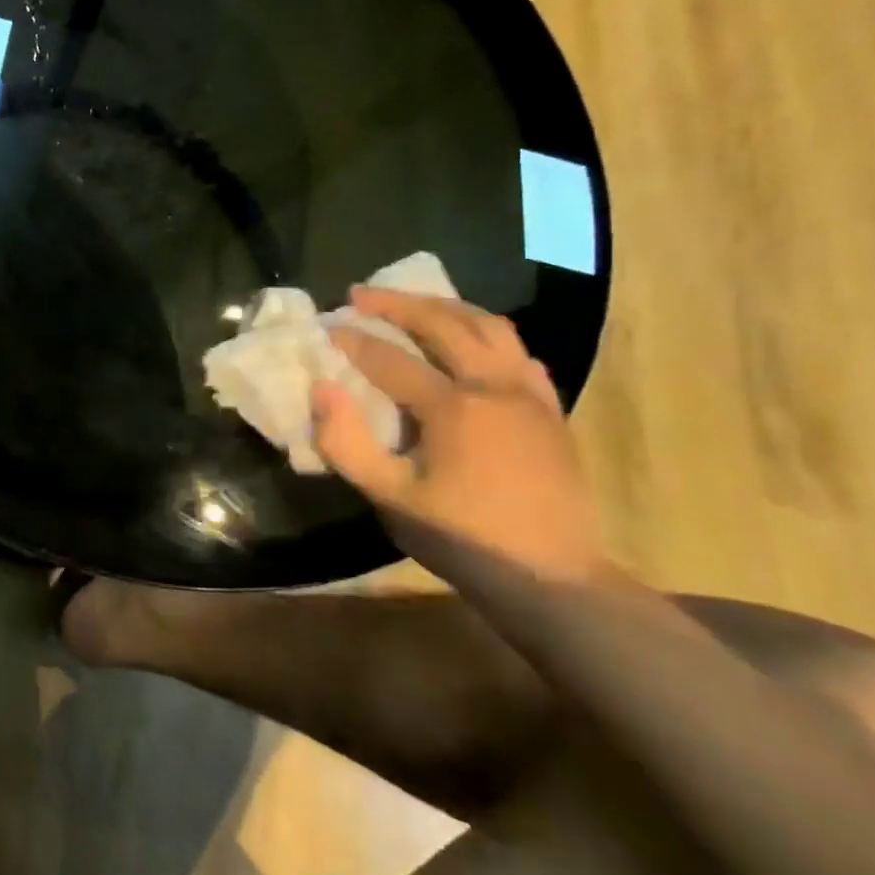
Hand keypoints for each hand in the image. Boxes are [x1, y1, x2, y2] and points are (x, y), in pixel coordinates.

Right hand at [313, 289, 608, 588]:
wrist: (552, 579)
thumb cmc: (463, 538)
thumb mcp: (389, 498)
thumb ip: (345, 443)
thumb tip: (321, 389)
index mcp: (453, 407)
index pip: (390, 359)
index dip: (352, 342)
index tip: (324, 328)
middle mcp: (494, 386)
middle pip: (443, 323)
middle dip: (396, 304)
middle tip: (359, 296)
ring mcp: (529, 394)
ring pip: (489, 326)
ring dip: (445, 307)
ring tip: (413, 304)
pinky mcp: (549, 409)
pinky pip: (518, 352)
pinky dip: (486, 335)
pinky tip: (469, 342)